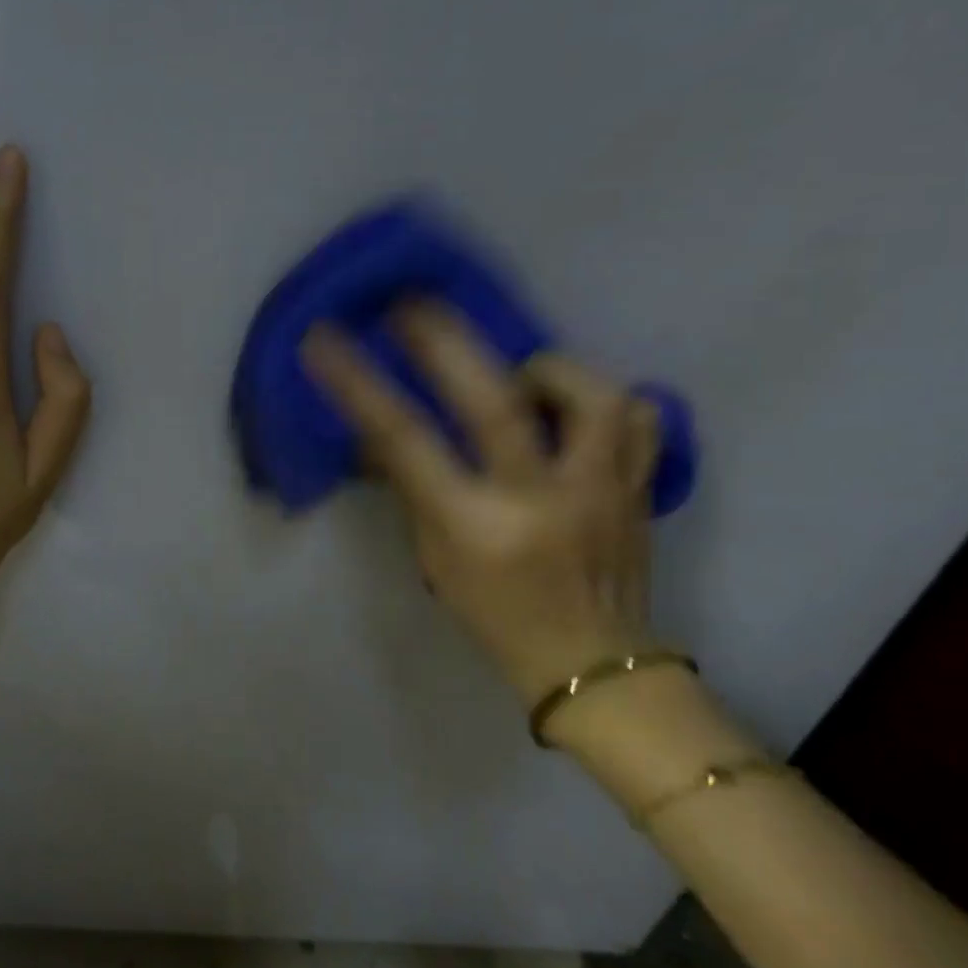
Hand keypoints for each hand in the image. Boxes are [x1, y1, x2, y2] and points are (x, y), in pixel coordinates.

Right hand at [300, 304, 662, 703]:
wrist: (592, 664)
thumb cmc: (494, 615)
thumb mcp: (434, 557)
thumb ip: (413, 488)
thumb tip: (380, 434)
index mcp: (474, 525)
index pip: (404, 441)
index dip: (360, 384)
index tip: (326, 339)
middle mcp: (539, 499)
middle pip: (492, 401)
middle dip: (445, 342)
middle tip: (413, 304)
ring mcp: (601, 489)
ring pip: (587, 394)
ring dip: (545, 369)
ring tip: (522, 376)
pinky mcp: (641, 487)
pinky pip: (637, 417)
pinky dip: (605, 399)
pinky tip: (576, 409)